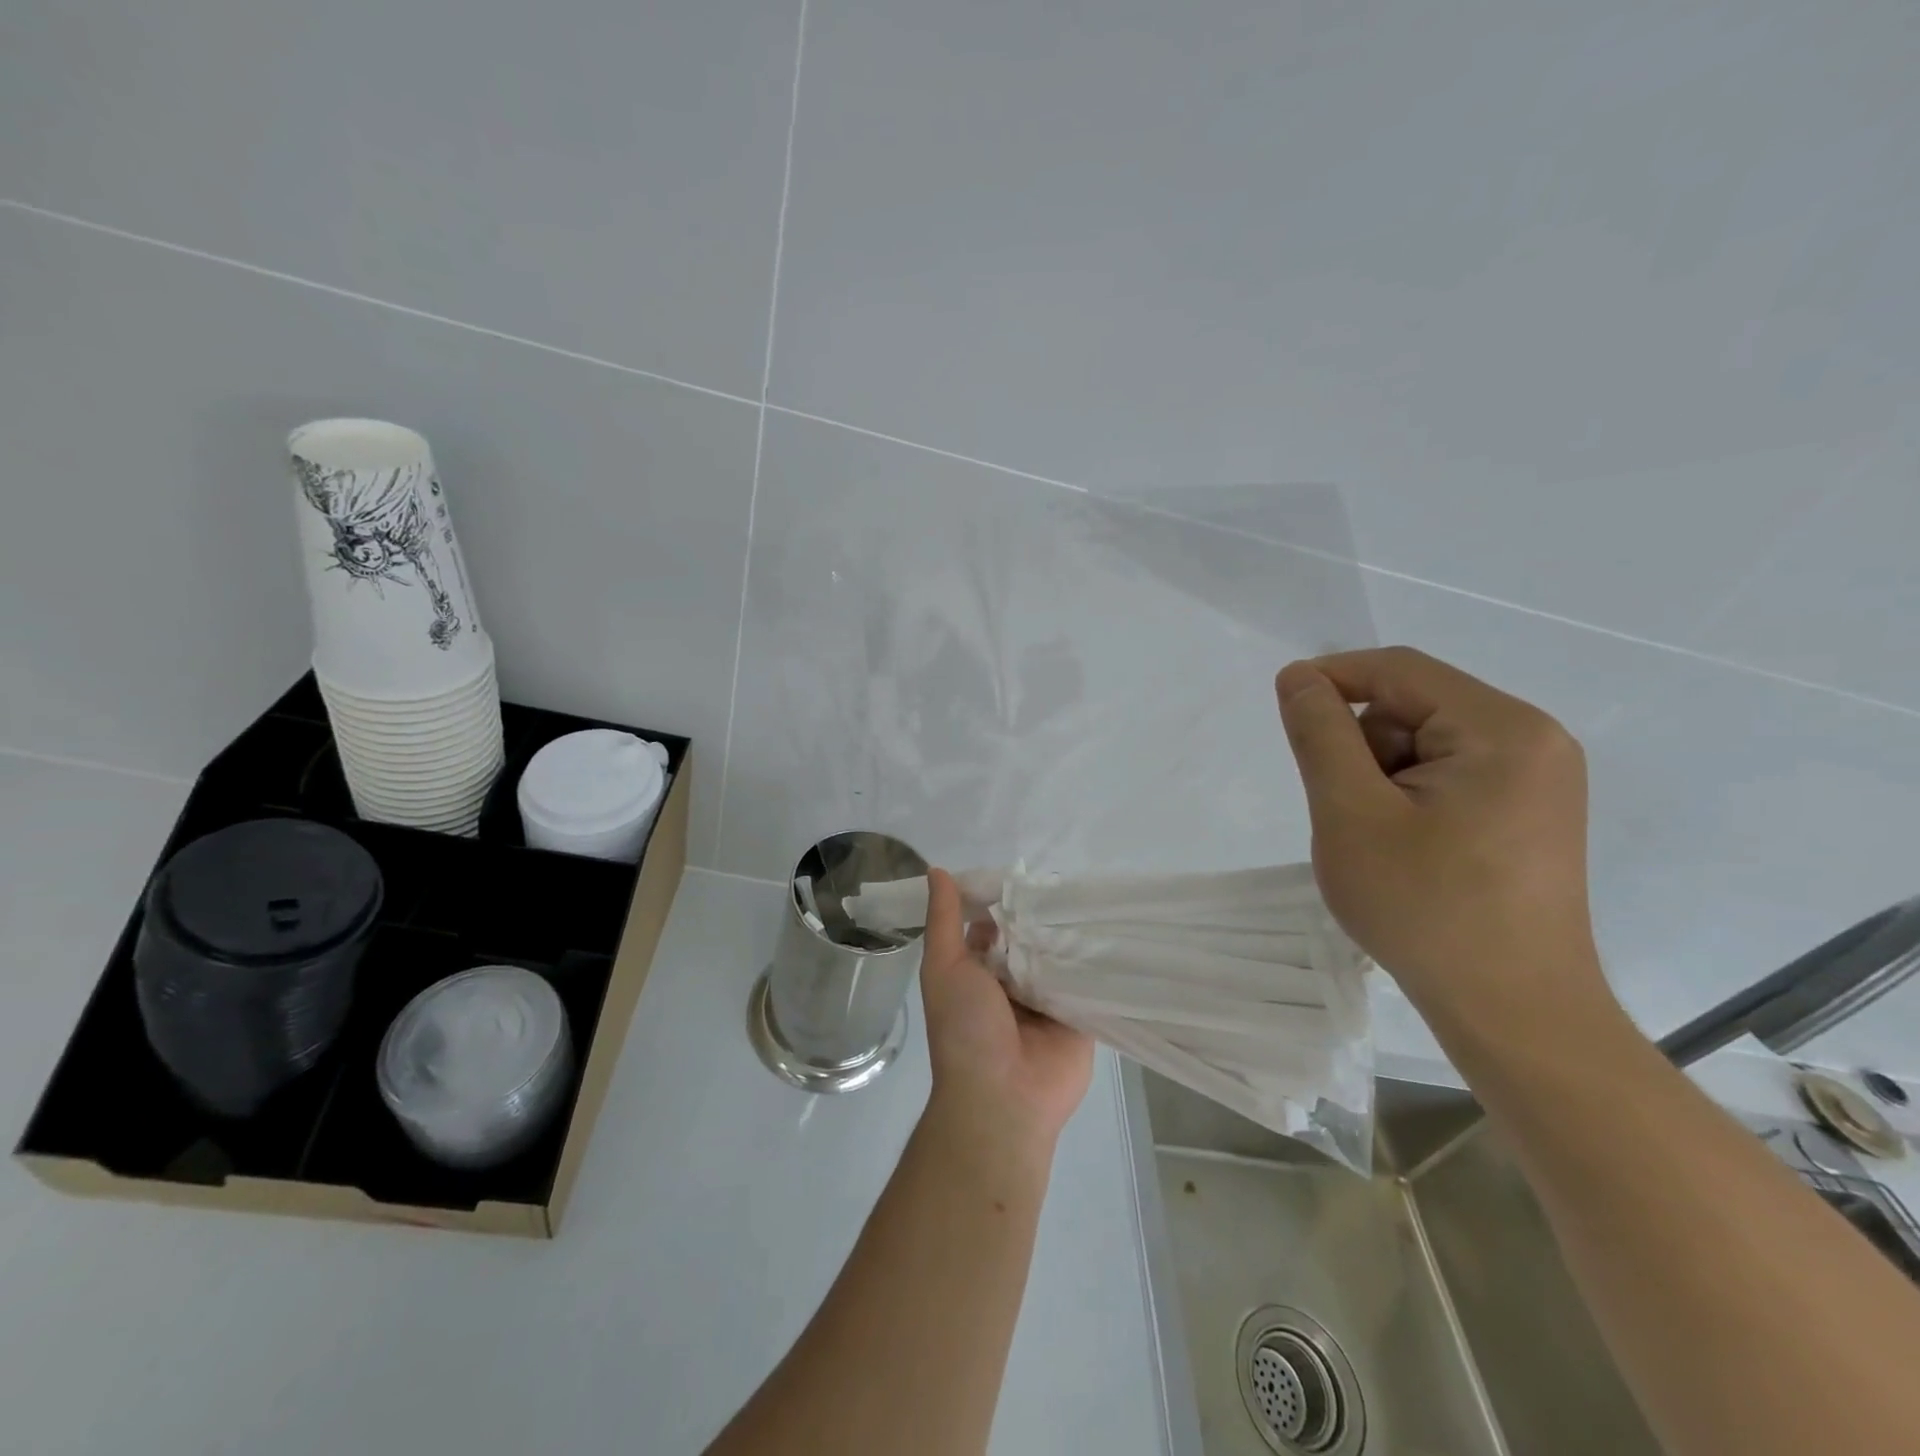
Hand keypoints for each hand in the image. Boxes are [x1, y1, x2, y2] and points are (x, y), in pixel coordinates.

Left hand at [920, 868, 1094, 1150]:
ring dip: (1071, 934)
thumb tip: (937, 870)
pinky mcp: (1080, 1016)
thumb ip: (943, 920)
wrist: (1003, 1098)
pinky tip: (1116, 929)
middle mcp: (1012, 982)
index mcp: (978, 971)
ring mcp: (1047, 999)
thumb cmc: (965, 1029)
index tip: (1023, 869)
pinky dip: (1097, 962)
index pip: (993, 924)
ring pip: (1061, 956)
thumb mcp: (944, 967)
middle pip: (1030, 938)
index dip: (1002, 900)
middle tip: (1067, 877)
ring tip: (1095, 895)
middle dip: (1042, 914)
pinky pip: (1089, 982)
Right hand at [1274, 647, 1611, 1032]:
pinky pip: (1450, 774)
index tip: (1285, 714)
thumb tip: (1298, 675)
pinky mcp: (1529, 811)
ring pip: (1427, 742)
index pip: (1399, 670)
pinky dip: (1409, 796)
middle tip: (1347, 811)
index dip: (1332, 678)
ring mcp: (1538, 778)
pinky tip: (1408, 848)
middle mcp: (1533, 740)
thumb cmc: (1425, 908)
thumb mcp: (1351, 813)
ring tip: (1379, 840)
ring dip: (1383, 775)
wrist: (1511, 1011)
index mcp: (1502, 729)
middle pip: (1415, 706)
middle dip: (1363, 745)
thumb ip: (1320, 734)